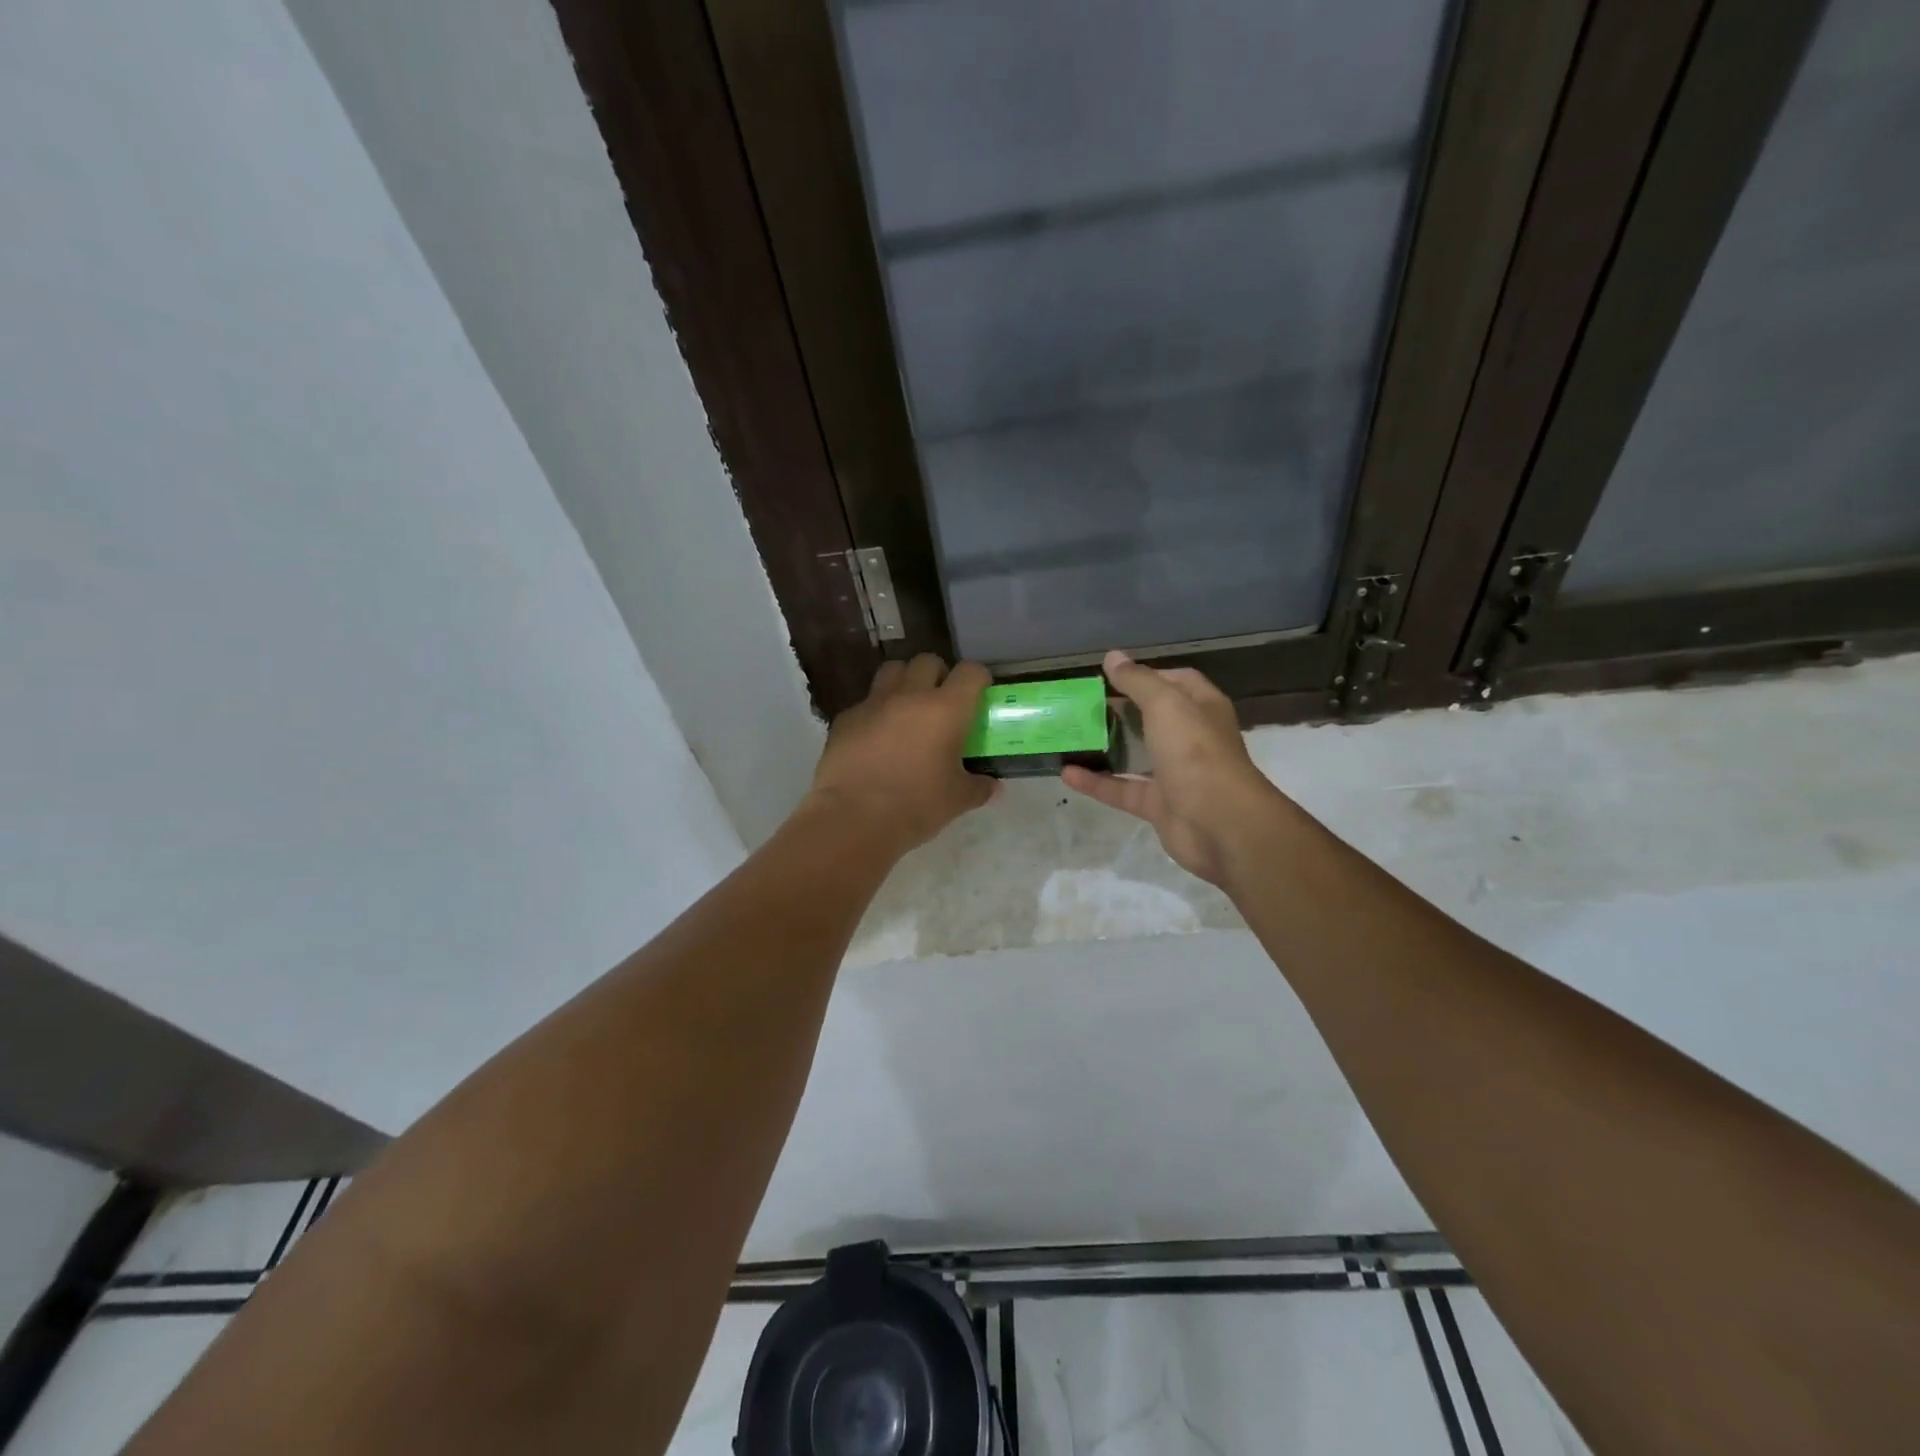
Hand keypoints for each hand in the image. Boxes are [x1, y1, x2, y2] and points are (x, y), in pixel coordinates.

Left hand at [807, 654, 995, 853]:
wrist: (854, 819)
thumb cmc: (916, 806)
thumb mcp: (957, 800)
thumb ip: (978, 787)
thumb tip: (992, 786)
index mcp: (946, 709)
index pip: (970, 672)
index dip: (978, 680)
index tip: (980, 696)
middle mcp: (910, 695)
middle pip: (928, 661)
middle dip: (939, 676)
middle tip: (942, 703)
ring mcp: (873, 703)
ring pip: (893, 671)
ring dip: (905, 682)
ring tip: (908, 710)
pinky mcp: (845, 719)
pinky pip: (865, 703)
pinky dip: (876, 712)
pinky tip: (876, 739)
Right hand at [1062, 650, 1286, 885]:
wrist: (1220, 824)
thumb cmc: (1196, 753)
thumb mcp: (1166, 705)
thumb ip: (1138, 681)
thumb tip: (1113, 657)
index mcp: (1202, 708)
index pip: (1177, 682)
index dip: (1147, 676)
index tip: (1112, 677)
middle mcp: (1191, 738)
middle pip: (1153, 718)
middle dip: (1120, 711)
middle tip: (1083, 706)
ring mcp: (1176, 774)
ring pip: (1136, 755)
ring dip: (1107, 747)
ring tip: (1071, 736)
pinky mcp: (1159, 805)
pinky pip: (1122, 790)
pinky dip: (1096, 782)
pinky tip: (1066, 773)